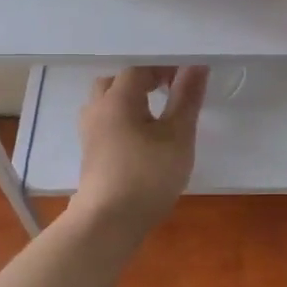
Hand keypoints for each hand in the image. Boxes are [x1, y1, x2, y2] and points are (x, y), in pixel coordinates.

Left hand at [73, 65, 207, 228]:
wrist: (109, 221)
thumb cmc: (148, 175)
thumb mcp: (178, 135)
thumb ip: (187, 98)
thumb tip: (196, 65)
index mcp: (118, 97)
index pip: (140, 67)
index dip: (164, 66)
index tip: (187, 76)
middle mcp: (98, 107)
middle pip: (118, 80)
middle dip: (144, 79)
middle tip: (171, 89)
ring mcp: (90, 130)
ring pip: (108, 101)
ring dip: (131, 99)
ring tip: (157, 112)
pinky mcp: (90, 151)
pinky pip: (106, 120)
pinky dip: (124, 117)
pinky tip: (142, 135)